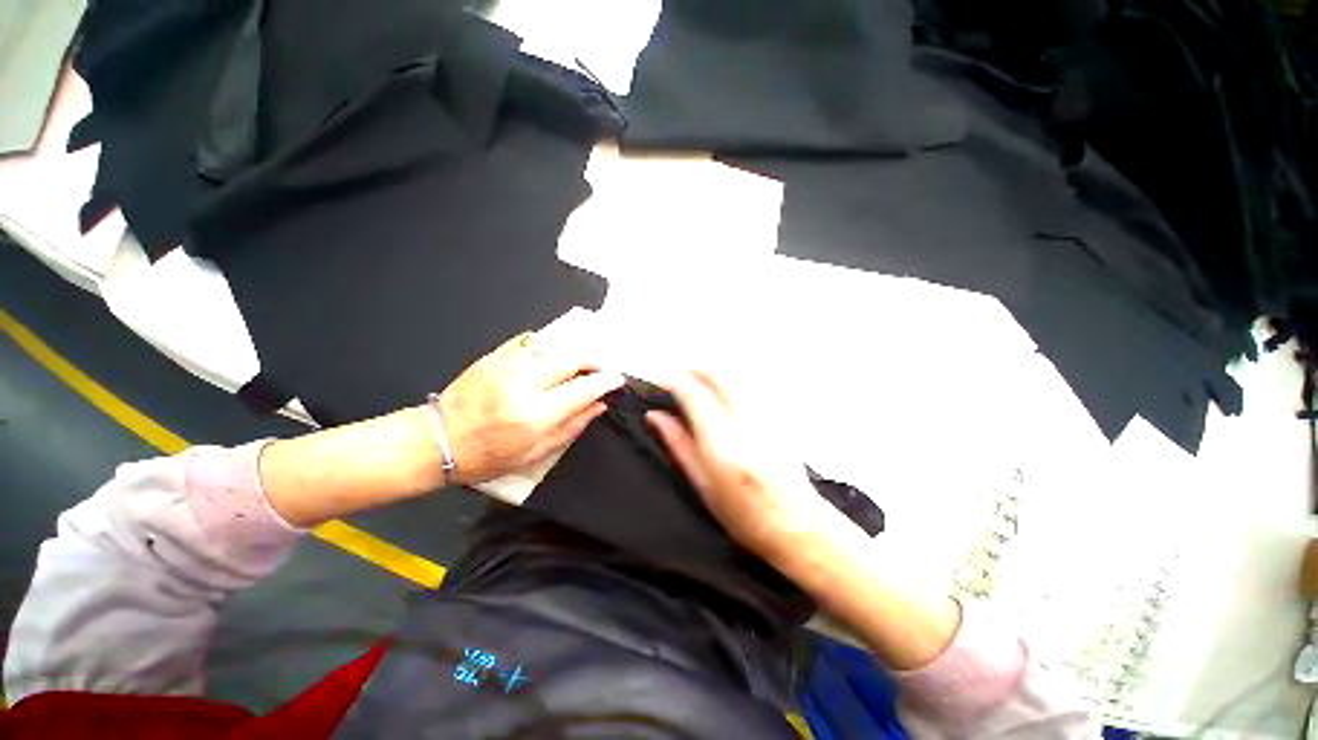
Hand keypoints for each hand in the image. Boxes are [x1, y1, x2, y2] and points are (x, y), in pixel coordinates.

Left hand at [438, 332, 623, 485]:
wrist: (437, 440)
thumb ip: (572, 426)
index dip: (605, 382)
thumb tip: (600, 405)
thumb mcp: (535, 453)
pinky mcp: (493, 357)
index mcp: (535, 415)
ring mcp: (506, 366)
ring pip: (553, 347)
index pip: (583, 389)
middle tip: (602, 368)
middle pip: (571, 360)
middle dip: (594, 361)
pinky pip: (528, 341)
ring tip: (580, 363)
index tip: (617, 379)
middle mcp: (523, 386)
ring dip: (572, 353)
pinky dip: (546, 347)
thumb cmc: (488, 457)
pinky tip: (550, 356)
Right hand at [646, 369, 840, 564]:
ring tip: (696, 380)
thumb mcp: (703, 487)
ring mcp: (769, 416)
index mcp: (724, 448)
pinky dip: (730, 380)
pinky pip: (750, 383)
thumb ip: (678, 445)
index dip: (674, 379)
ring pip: (737, 374)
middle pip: (720, 373)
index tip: (661, 376)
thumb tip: (655, 415)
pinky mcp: (780, 415)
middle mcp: (748, 425)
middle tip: (678, 374)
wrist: (798, 524)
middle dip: (694, 366)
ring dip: (712, 371)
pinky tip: (721, 392)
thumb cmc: (744, 516)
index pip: (695, 396)